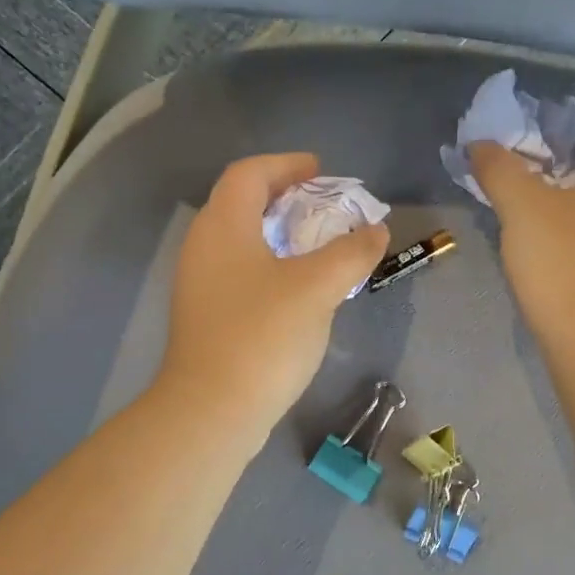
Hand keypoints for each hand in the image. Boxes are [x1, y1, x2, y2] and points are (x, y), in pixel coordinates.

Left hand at [159, 153, 389, 446]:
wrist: (212, 410)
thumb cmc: (263, 336)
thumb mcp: (317, 288)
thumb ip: (351, 252)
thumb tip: (375, 231)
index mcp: (223, 225)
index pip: (250, 173)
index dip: (287, 164)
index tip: (321, 172)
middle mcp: (203, 246)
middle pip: (242, 203)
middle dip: (286, 198)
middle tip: (325, 207)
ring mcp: (199, 283)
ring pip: (241, 240)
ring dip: (280, 234)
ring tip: (319, 247)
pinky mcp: (205, 315)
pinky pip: (240, 271)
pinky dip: (270, 264)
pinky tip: (298, 289)